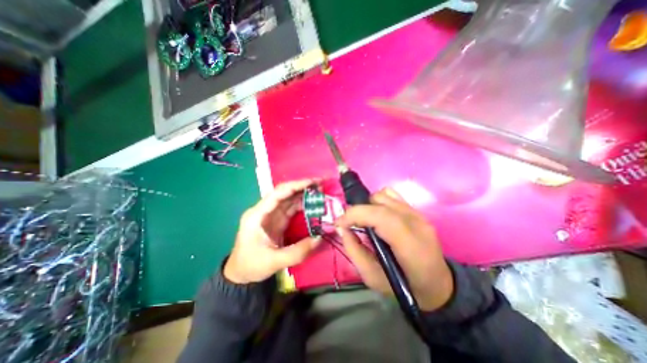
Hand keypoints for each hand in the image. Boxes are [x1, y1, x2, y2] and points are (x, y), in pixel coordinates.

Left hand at [224, 180, 322, 285]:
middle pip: (285, 193)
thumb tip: (320, 238)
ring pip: (289, 199)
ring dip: (304, 194)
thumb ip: (298, 251)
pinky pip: (291, 209)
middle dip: (303, 187)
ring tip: (321, 192)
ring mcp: (271, 215)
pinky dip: (303, 205)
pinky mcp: (277, 220)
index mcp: (257, 215)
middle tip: (321, 185)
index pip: (278, 193)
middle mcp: (264, 210)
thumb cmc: (251, 266)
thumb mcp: (274, 261)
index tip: (314, 182)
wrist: (241, 275)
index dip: (296, 185)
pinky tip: (313, 204)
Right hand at [337, 189, 450, 310]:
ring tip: (365, 221)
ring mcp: (418, 214)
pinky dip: (379, 201)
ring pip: (384, 195)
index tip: (339, 223)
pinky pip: (392, 195)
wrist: (438, 284)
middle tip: (350, 224)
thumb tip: (341, 228)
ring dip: (369, 205)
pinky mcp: (417, 210)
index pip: (380, 216)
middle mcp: (416, 223)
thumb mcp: (372, 278)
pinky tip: (378, 215)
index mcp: (410, 245)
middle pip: (380, 202)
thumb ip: (354, 251)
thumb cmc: (405, 286)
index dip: (355, 214)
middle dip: (358, 210)